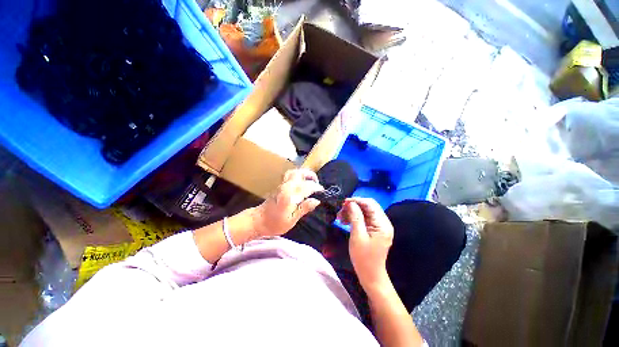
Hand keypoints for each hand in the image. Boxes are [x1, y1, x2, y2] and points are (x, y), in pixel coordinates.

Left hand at [251, 169, 322, 236]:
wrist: (257, 221)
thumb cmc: (275, 223)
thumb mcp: (292, 220)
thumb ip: (304, 208)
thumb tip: (317, 200)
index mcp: (290, 195)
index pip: (307, 186)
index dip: (317, 188)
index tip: (323, 192)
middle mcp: (286, 186)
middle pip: (300, 173)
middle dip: (311, 176)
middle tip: (317, 184)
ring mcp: (282, 184)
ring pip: (294, 172)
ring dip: (304, 174)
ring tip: (310, 181)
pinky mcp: (279, 185)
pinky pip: (290, 175)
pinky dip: (298, 175)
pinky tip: (301, 183)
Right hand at [338, 197, 393, 289]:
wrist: (370, 275)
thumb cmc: (363, 258)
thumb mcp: (357, 236)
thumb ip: (355, 217)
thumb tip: (351, 203)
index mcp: (382, 224)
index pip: (370, 204)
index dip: (357, 201)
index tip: (344, 203)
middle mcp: (383, 223)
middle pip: (368, 207)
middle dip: (353, 206)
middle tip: (340, 211)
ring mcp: (379, 226)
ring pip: (365, 212)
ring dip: (352, 212)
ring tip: (340, 217)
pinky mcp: (375, 230)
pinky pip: (364, 219)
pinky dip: (354, 218)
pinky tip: (345, 221)